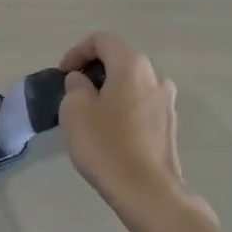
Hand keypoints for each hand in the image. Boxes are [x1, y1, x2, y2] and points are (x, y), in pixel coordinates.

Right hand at [58, 33, 192, 218]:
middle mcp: (155, 76)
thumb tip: (84, 82)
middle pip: (120, 59)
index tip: (63, 74)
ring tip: (90, 113)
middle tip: (73, 92)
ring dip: (110, 90)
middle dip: (94, 70)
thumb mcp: (75, 110)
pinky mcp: (169, 125)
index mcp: (132, 65)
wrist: (147, 191)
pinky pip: (141, 104)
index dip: (78, 51)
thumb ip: (75, 86)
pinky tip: (110, 132)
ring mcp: (167, 102)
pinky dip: (123, 107)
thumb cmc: (106, 145)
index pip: (103, 40)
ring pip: (132, 83)